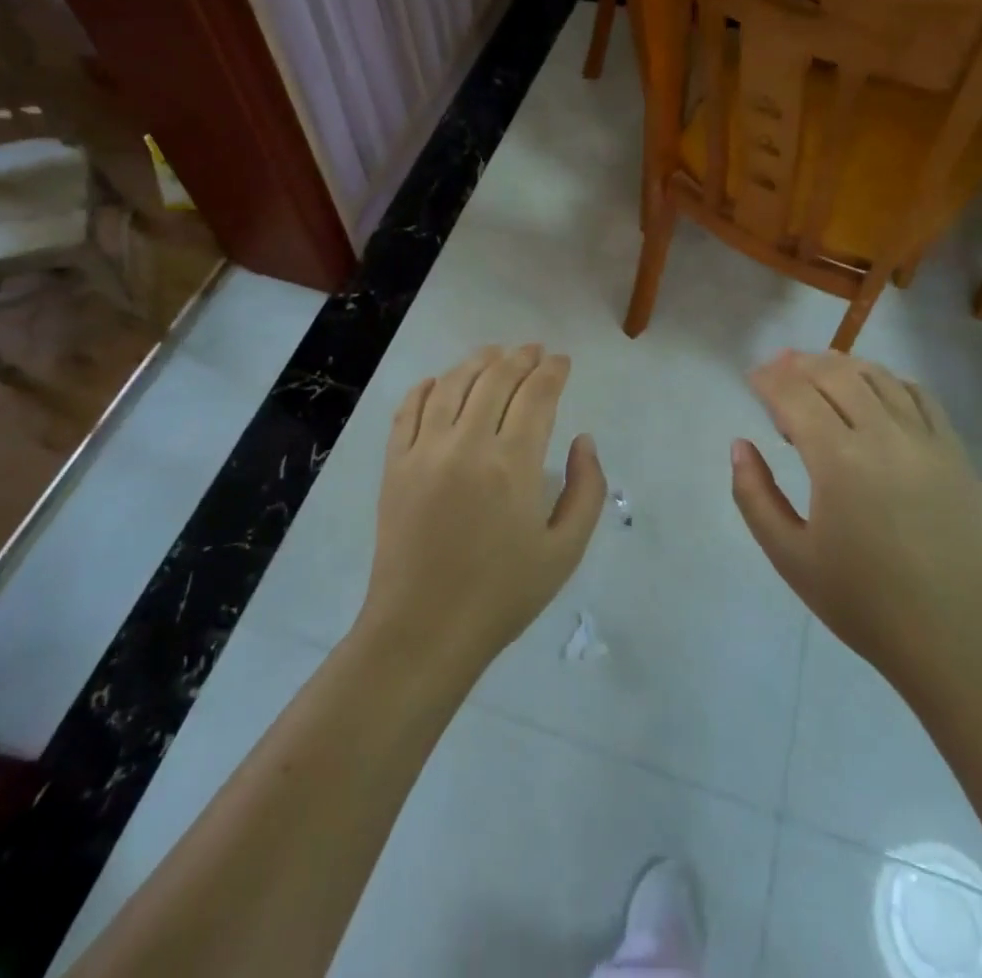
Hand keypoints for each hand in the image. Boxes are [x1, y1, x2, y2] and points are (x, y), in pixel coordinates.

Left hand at [360, 345, 606, 669]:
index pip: (537, 395)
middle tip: (534, 351)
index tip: (562, 361)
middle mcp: (467, 445)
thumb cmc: (503, 595)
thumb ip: (586, 489)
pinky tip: (439, 381)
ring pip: (452, 385)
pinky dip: (426, 387)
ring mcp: (424, 452)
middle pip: (495, 379)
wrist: (423, 631)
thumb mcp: (565, 551)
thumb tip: (583, 439)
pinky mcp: (395, 465)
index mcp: (513, 464)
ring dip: (477, 362)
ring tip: (493, 353)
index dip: (553, 371)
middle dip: (520, 358)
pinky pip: (408, 410)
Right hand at [730, 350, 981, 685]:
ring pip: (878, 377)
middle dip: (799, 365)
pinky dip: (887, 382)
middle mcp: (885, 436)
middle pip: (836, 374)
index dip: (769, 380)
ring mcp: (926, 440)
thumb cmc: (863, 603)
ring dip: (841, 366)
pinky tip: (872, 394)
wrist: (955, 640)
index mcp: (840, 461)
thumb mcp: (789, 556)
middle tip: (777, 372)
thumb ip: (754, 495)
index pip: (795, 395)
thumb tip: (740, 445)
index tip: (752, 380)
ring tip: (817, 375)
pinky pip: (918, 395)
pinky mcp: (955, 453)